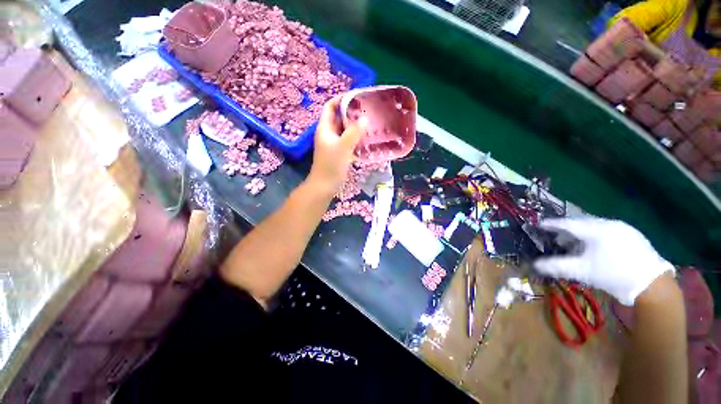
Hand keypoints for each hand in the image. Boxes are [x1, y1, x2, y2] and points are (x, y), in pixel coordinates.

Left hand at [307, 96, 364, 194]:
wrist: (325, 185)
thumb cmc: (331, 165)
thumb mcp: (343, 147)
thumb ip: (354, 132)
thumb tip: (365, 118)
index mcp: (325, 128)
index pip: (330, 107)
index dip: (341, 99)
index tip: (356, 97)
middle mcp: (329, 133)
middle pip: (339, 117)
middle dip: (352, 112)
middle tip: (368, 110)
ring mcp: (334, 143)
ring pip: (345, 129)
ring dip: (355, 125)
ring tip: (370, 122)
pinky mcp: (339, 151)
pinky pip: (348, 139)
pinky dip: (356, 137)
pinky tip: (366, 137)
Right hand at [534, 217, 674, 305]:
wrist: (652, 286)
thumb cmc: (613, 275)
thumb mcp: (582, 271)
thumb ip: (556, 266)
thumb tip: (534, 265)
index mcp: (597, 229)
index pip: (568, 223)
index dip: (552, 224)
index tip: (540, 224)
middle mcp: (610, 224)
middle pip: (582, 223)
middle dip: (567, 231)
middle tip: (557, 239)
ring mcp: (624, 229)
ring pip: (596, 227)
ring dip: (582, 235)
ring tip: (575, 246)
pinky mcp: (634, 237)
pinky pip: (608, 231)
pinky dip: (596, 237)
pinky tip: (595, 248)